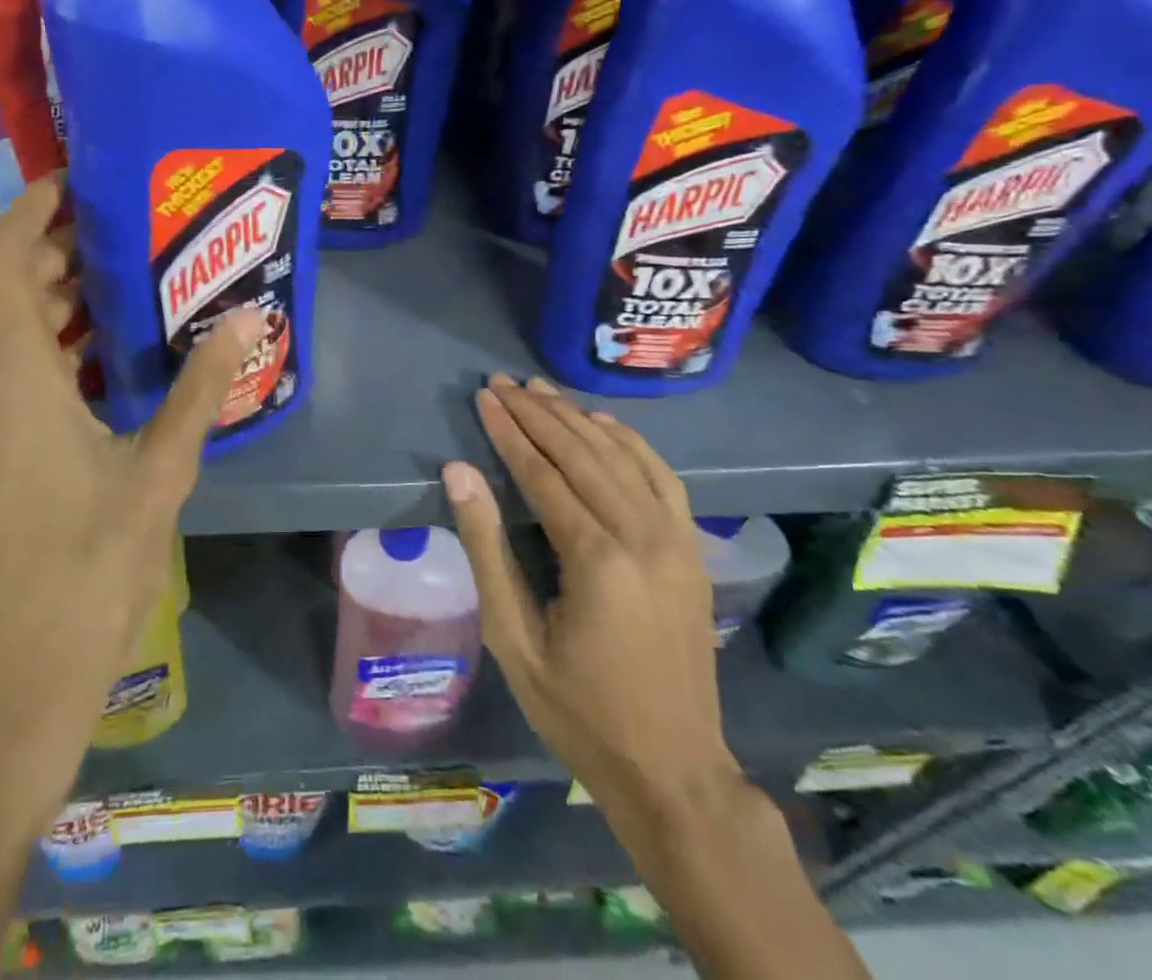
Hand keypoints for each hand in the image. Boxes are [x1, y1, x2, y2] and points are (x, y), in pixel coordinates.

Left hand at [0, 172, 266, 815]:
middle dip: (62, 254)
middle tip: (132, 235)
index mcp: (14, 375)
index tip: (81, 181)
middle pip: (10, 289)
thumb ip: (198, 391)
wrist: (11, 678)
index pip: (7, 255)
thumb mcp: (159, 473)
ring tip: (129, 289)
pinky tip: (105, 365)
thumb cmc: (86, 570)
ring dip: (58, 304)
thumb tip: (245, 320)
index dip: (36, 207)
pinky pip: (8, 374)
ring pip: (7, 334)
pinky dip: (49, 350)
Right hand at [442, 375, 740, 821]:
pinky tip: (602, 424)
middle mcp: (642, 536)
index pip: (542, 473)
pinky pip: (661, 477)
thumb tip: (459, 473)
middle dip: (538, 413)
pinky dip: (629, 442)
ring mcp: (676, 540)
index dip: (509, 431)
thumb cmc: (578, 710)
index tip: (484, 397)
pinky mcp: (692, 549)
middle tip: (503, 382)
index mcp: (596, 559)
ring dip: (577, 417)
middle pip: (582, 453)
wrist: (674, 770)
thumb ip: (487, 548)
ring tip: (541, 389)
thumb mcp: (513, 638)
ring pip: (621, 456)